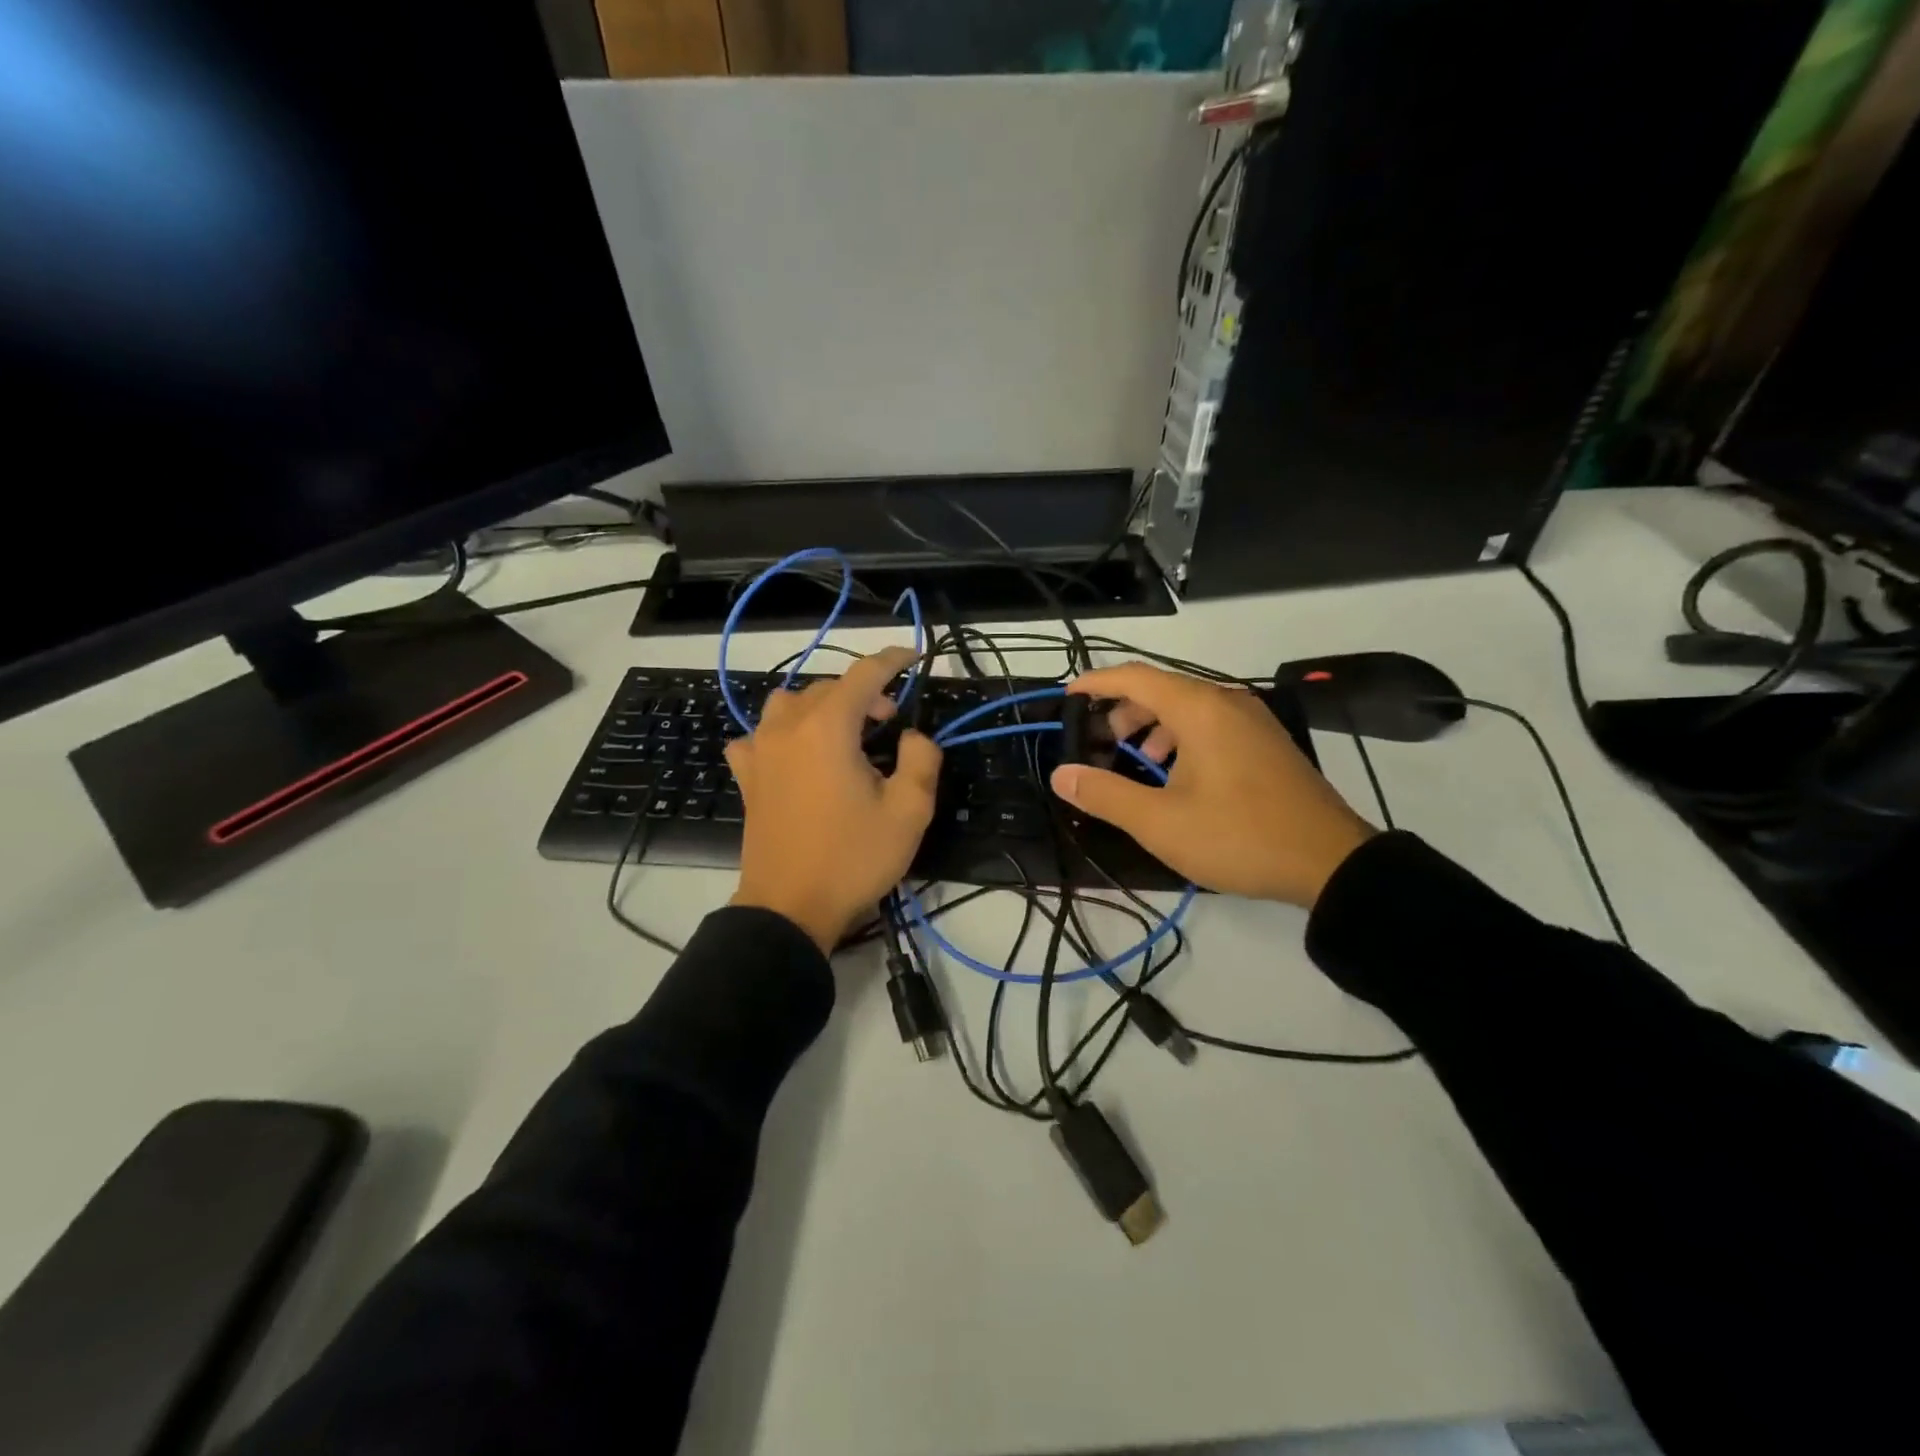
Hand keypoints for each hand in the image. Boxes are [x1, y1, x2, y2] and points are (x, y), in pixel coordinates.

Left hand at [726, 647, 941, 952]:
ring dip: (822, 707)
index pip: (864, 673)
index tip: (915, 656)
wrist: (790, 908)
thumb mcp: (909, 812)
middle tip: (891, 722)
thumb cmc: (853, 858)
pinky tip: (795, 755)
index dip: (893, 660)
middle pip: (829, 688)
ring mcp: (760, 750)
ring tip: (844, 734)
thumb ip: (921, 760)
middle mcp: (788, 727)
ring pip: (791, 703)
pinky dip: (782, 733)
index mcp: (828, 727)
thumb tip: (912, 736)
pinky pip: (760, 736)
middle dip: (865, 693)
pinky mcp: (747, 776)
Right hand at [1049, 664, 1375, 907]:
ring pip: (1188, 707)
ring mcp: (1252, 721)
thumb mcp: (1160, 823)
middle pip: (1161, 688)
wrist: (1331, 863)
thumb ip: (1105, 794)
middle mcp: (1226, 702)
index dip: (1095, 683)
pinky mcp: (1266, 742)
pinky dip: (1181, 736)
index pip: (1134, 677)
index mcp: (1199, 709)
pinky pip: (1211, 724)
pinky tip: (1176, 774)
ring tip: (1136, 760)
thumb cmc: (1238, 836)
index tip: (1066, 697)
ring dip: (1152, 725)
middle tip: (1099, 742)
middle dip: (1122, 710)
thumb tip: (1062, 775)